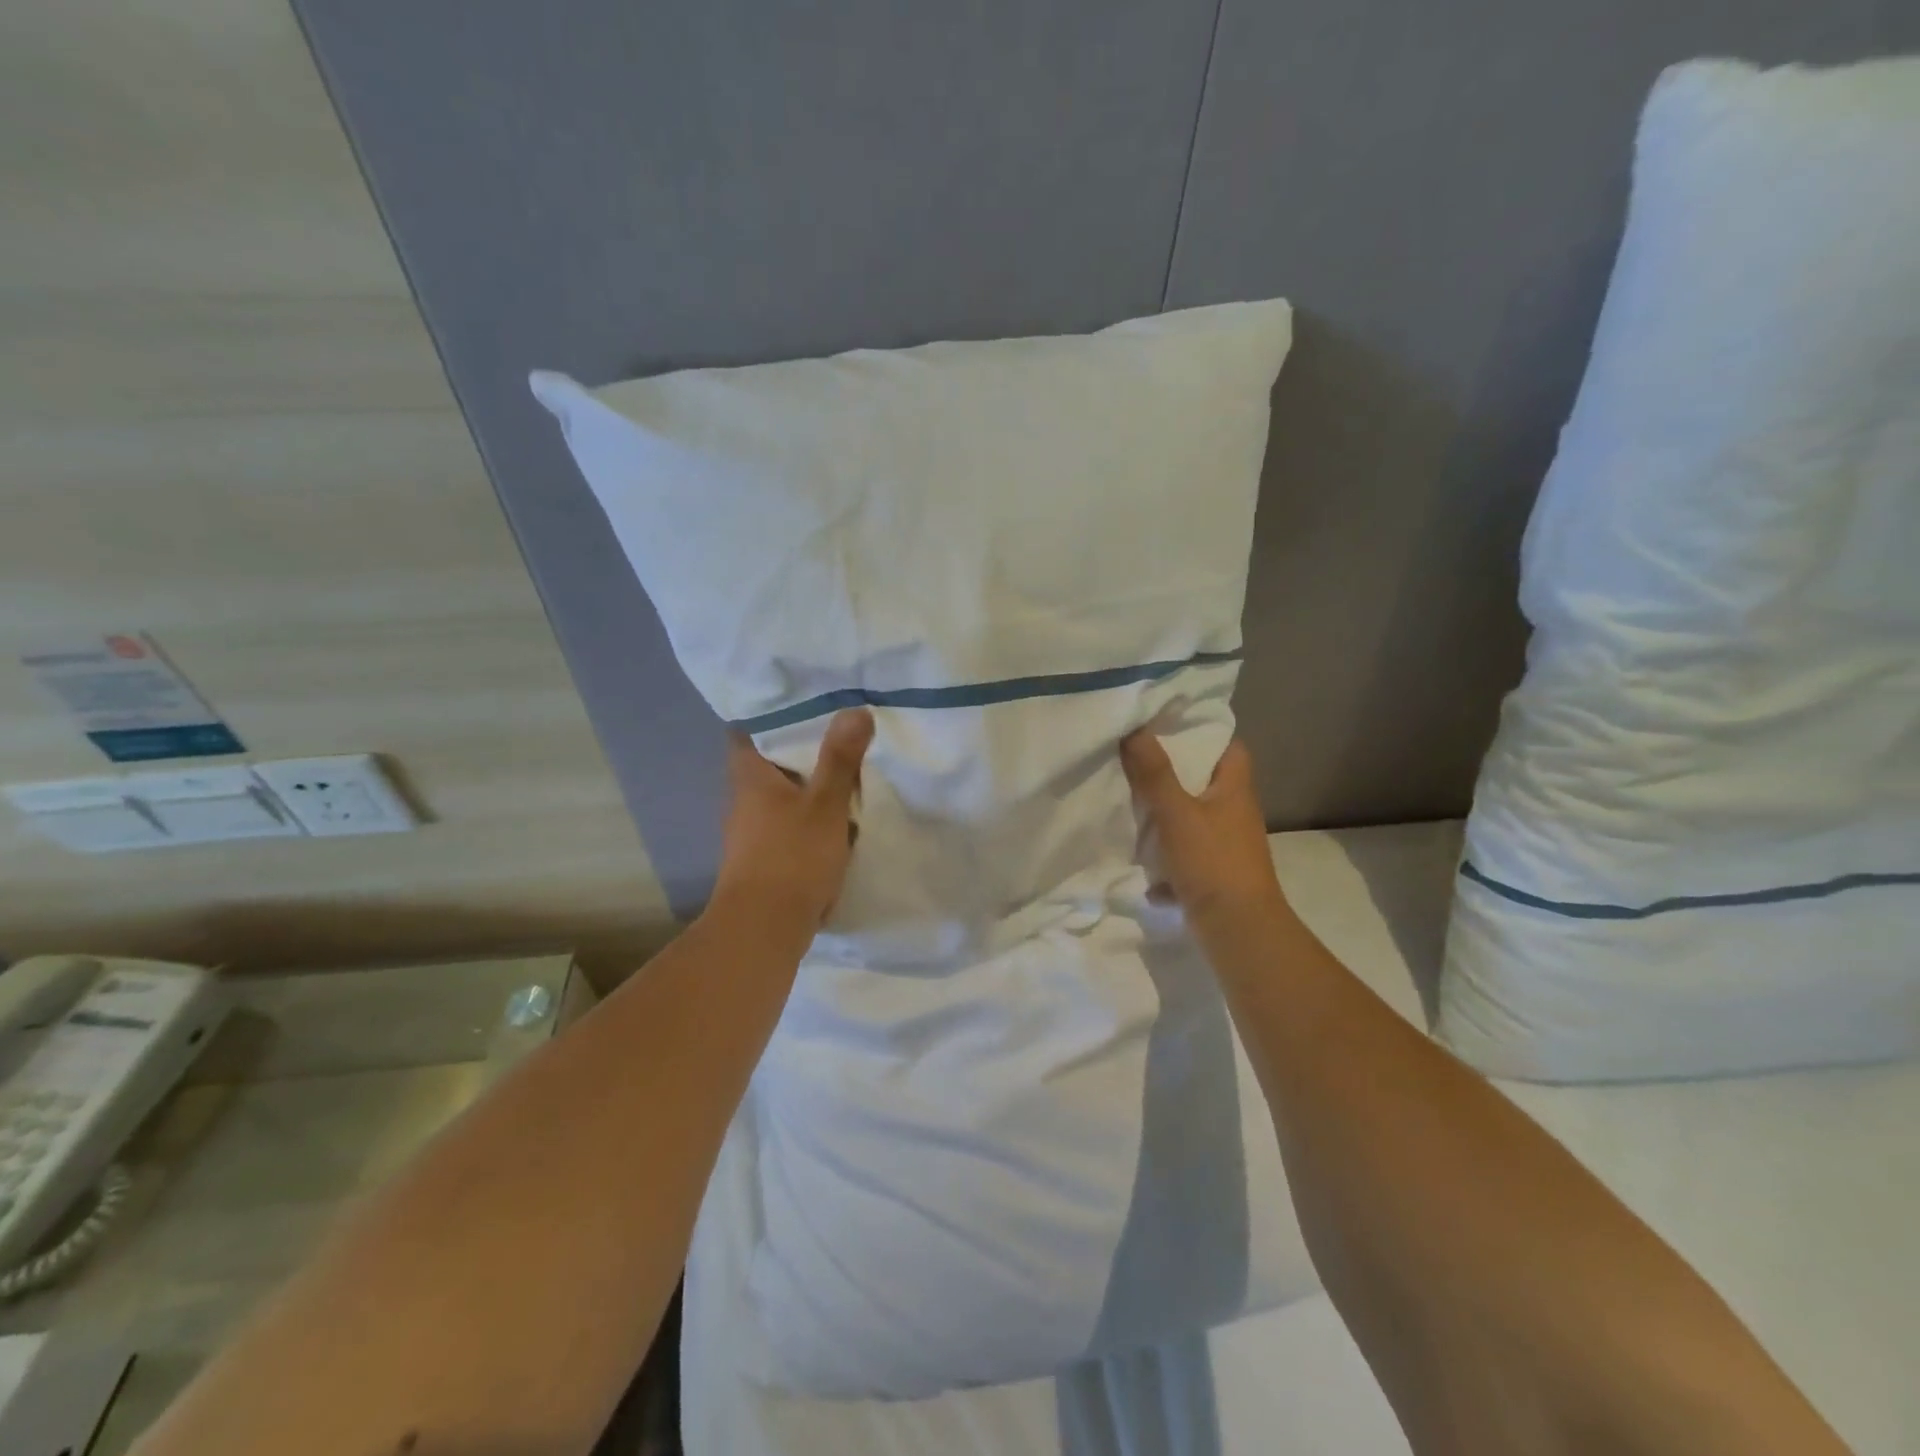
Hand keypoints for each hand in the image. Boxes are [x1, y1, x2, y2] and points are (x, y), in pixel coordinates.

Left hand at [713, 708, 874, 929]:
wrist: (765, 929)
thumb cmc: (792, 857)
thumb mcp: (825, 804)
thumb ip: (840, 759)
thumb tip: (855, 710)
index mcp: (750, 777)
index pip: (747, 732)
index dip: (771, 716)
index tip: (805, 706)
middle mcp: (744, 800)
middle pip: (769, 764)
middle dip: (800, 752)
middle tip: (837, 734)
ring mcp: (752, 832)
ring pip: (782, 796)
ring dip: (808, 787)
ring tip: (845, 772)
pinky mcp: (765, 858)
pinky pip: (789, 824)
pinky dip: (809, 817)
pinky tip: (838, 820)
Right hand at [1120, 730, 1288, 934]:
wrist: (1238, 930)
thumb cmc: (1212, 862)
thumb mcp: (1176, 813)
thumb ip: (1154, 773)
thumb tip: (1135, 729)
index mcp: (1235, 790)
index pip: (1229, 747)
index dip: (1203, 733)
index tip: (1166, 727)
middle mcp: (1236, 814)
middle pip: (1206, 782)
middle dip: (1173, 775)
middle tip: (1136, 763)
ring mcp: (1227, 846)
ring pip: (1193, 820)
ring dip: (1166, 818)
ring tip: (1130, 807)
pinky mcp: (1215, 875)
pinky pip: (1186, 857)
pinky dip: (1167, 862)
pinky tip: (1145, 869)